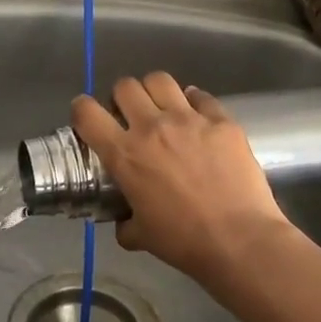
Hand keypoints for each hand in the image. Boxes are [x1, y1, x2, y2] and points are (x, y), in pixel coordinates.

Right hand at [70, 73, 297, 282]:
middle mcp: (152, 127)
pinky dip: (194, 103)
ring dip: (155, 92)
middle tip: (130, 116)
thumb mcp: (141, 236)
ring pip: (160, 80)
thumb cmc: (184, 241)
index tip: (87, 118)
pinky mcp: (221, 120)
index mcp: (125, 154)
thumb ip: (125, 222)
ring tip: (162, 109)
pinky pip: (201, 96)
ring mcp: (189, 119)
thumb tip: (124, 221)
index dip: (81, 110)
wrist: (239, 240)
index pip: (86, 112)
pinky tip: (197, 118)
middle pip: (125, 86)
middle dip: (122, 98)